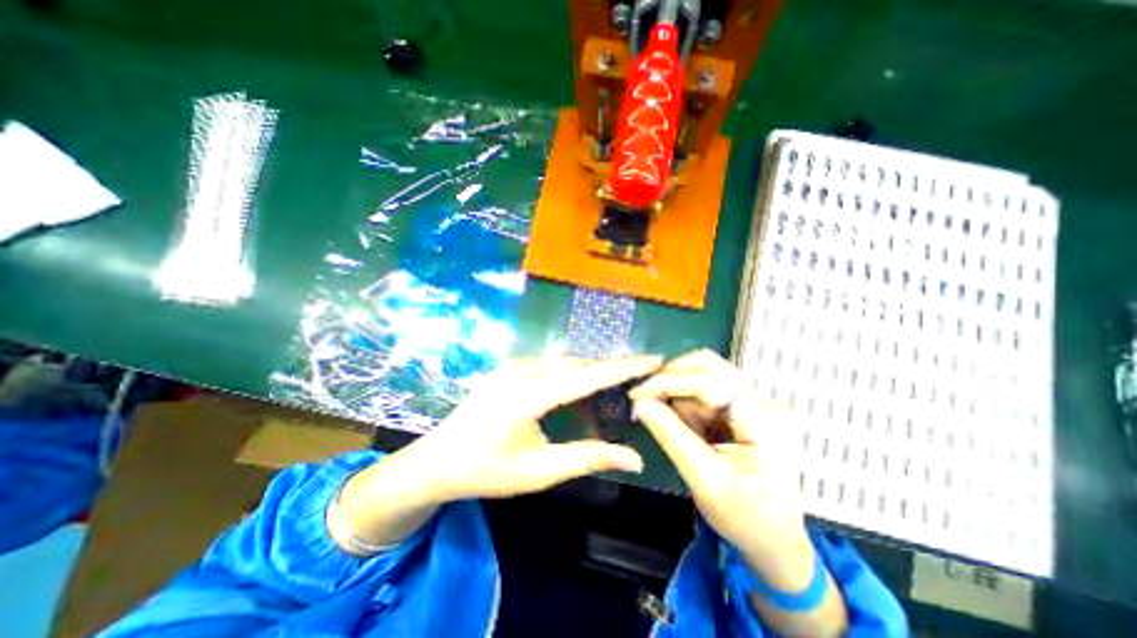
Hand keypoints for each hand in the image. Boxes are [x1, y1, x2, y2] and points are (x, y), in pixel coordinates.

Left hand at [410, 355, 662, 500]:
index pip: (587, 375)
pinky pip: (550, 364)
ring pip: (565, 361)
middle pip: (578, 363)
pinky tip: (584, 387)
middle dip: (613, 367)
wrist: (436, 460)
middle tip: (643, 373)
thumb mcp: (538, 471)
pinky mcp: (509, 367)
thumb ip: (587, 458)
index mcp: (527, 395)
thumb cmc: (485, 471)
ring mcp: (512, 364)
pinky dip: (573, 373)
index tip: (654, 358)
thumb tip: (634, 457)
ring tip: (620, 382)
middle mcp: (521, 370)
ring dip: (593, 371)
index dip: (623, 367)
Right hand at [630, 349, 807, 582]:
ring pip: (705, 372)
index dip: (668, 381)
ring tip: (674, 423)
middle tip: (646, 398)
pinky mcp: (744, 406)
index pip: (709, 382)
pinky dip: (687, 400)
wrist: (776, 539)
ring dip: (679, 391)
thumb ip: (671, 436)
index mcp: (763, 420)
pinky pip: (707, 388)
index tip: (637, 394)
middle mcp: (763, 400)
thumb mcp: (704, 479)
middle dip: (672, 378)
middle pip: (709, 364)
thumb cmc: (746, 516)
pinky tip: (688, 426)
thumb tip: (639, 404)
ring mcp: (755, 400)